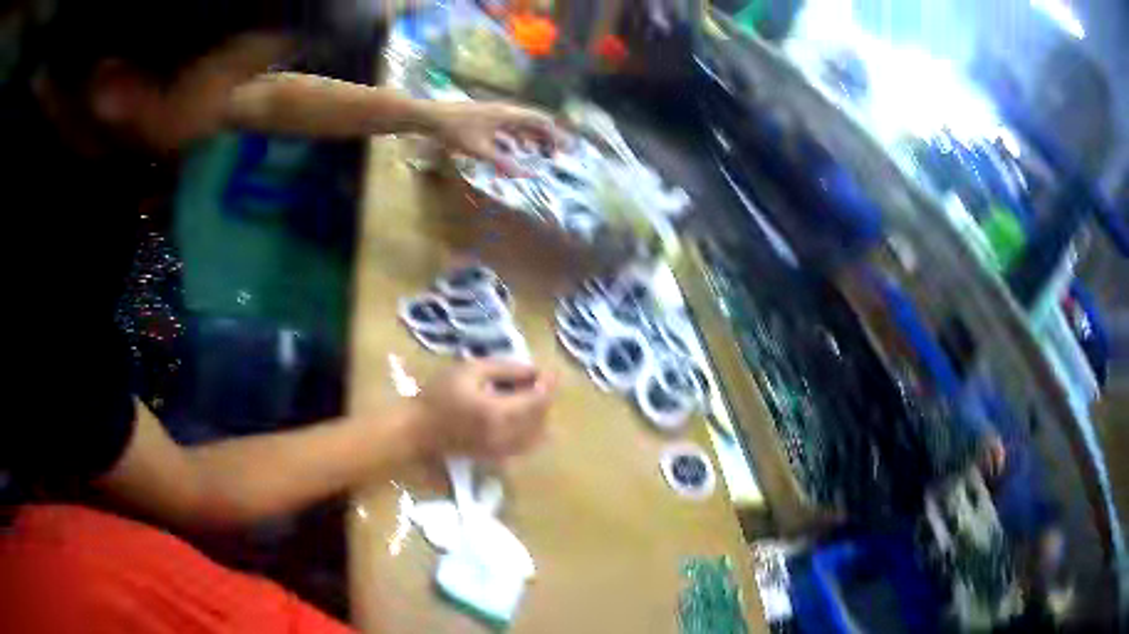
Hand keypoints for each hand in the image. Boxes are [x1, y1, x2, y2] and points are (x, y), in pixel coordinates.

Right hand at [407, 361, 557, 460]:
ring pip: (538, 434)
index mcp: (500, 413)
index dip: (549, 385)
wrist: (418, 432)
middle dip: (544, 397)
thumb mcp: (469, 371)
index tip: (548, 370)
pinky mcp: (499, 458)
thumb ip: (504, 368)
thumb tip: (533, 371)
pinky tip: (520, 416)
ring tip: (527, 396)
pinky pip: (527, 445)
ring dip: (540, 414)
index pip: (539, 400)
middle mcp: (508, 436)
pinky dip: (532, 429)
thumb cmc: (439, 396)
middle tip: (537, 379)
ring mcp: (505, 451)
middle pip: (542, 417)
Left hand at [426, 101, 563, 175]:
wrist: (431, 117)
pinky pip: (509, 129)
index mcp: (509, 115)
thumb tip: (526, 176)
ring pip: (522, 126)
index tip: (567, 149)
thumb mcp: (480, 150)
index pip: (541, 122)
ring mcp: (495, 115)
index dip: (556, 136)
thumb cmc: (455, 131)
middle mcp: (506, 112)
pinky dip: (518, 140)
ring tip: (542, 155)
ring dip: (533, 140)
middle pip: (534, 123)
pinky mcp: (486, 119)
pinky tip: (516, 151)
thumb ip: (504, 163)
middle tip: (558, 155)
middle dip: (548, 139)